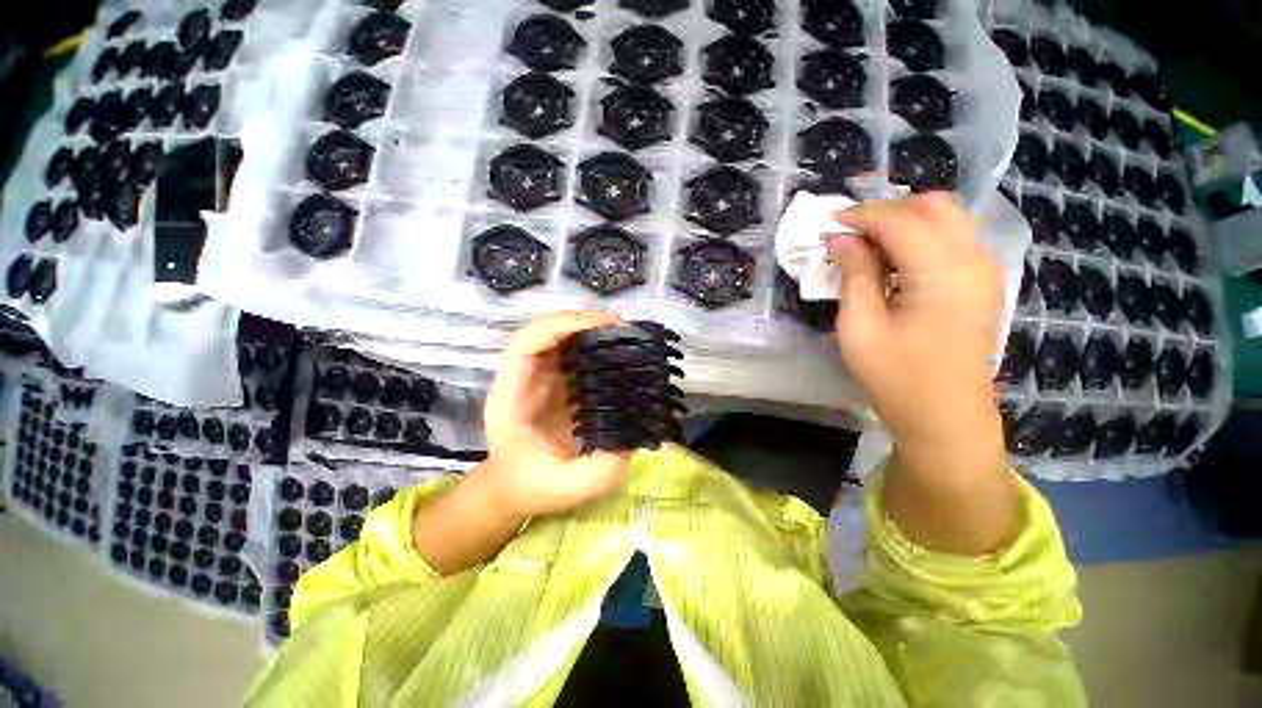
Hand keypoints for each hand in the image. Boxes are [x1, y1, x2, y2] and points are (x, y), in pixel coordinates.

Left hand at [472, 311, 633, 521]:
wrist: (511, 488)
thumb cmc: (531, 487)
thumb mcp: (567, 488)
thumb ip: (601, 470)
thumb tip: (635, 436)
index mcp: (512, 397)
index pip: (526, 344)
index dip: (560, 326)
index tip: (600, 327)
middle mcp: (522, 378)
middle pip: (544, 331)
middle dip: (582, 322)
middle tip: (621, 329)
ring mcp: (537, 377)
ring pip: (559, 337)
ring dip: (589, 330)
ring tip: (622, 335)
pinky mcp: (553, 381)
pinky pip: (570, 352)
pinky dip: (592, 344)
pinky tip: (615, 351)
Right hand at [829, 193, 1003, 455]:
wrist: (946, 418)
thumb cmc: (896, 378)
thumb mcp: (860, 328)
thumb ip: (854, 276)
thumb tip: (841, 240)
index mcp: (943, 274)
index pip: (901, 220)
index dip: (862, 215)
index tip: (829, 223)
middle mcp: (973, 261)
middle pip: (934, 207)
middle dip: (886, 211)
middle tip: (850, 234)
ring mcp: (984, 272)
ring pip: (947, 219)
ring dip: (904, 222)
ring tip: (867, 246)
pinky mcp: (981, 284)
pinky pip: (953, 240)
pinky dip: (920, 238)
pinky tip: (894, 262)